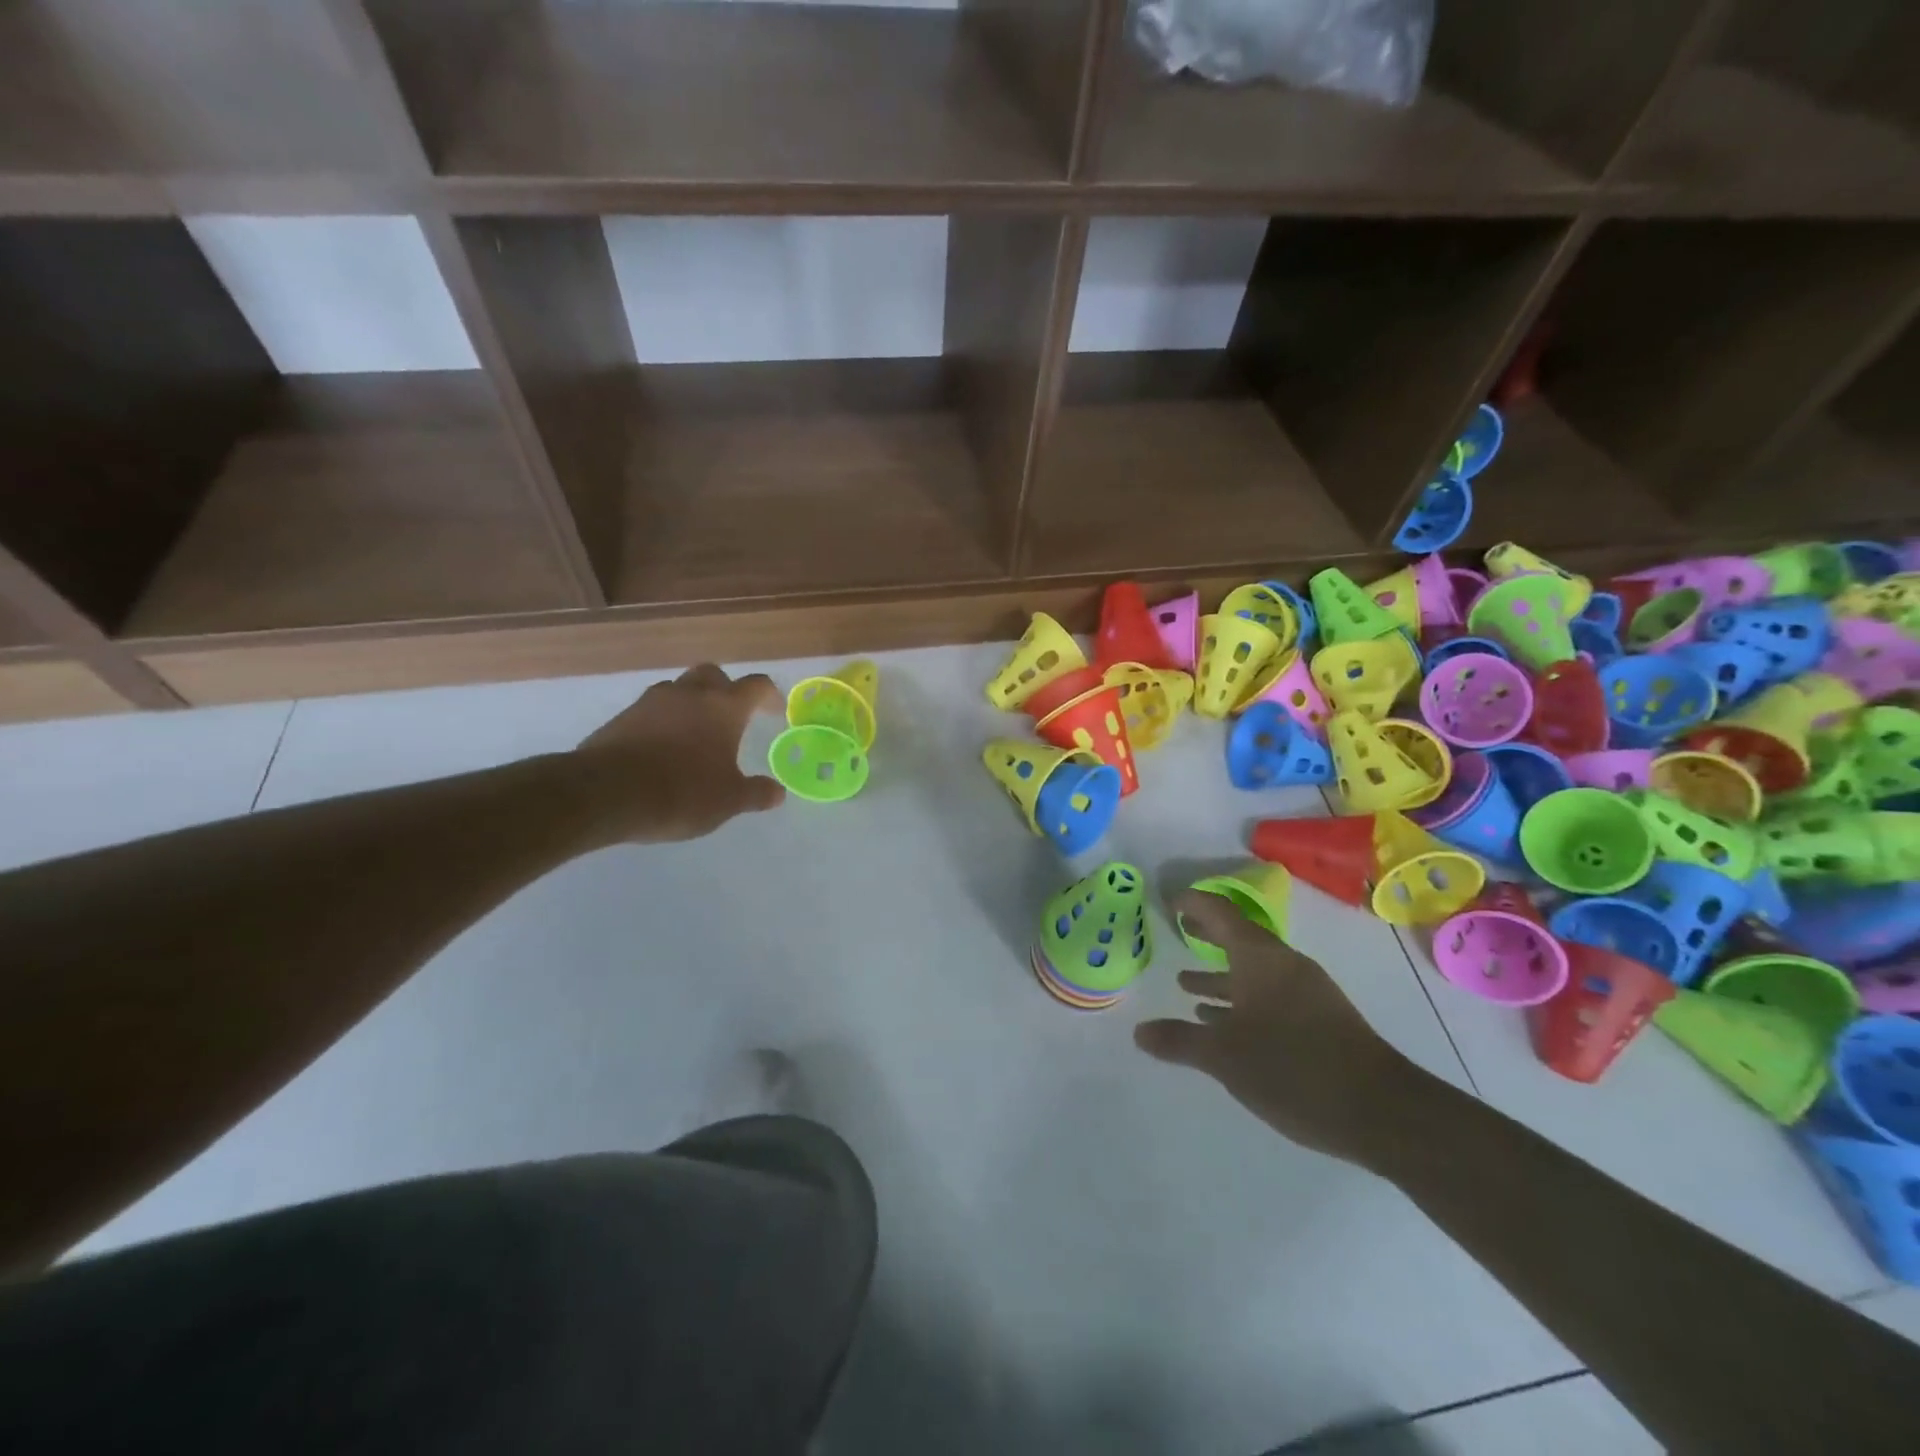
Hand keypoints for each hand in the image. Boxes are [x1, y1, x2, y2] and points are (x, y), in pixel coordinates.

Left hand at [573, 665, 785, 842]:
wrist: (606, 793)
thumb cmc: (682, 793)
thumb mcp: (728, 801)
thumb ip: (755, 793)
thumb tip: (777, 793)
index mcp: (723, 707)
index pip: (756, 686)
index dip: (769, 696)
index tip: (775, 711)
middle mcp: (689, 694)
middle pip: (713, 675)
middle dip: (727, 690)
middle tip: (733, 716)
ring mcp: (651, 702)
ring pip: (679, 689)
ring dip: (692, 702)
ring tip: (696, 732)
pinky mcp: (622, 717)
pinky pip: (652, 710)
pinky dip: (664, 721)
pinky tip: (664, 748)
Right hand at [1135, 889, 1423, 1166]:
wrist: (1382, 1111)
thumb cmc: (1294, 1068)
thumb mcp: (1225, 1057)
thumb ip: (1180, 1041)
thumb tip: (1139, 1031)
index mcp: (1261, 959)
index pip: (1221, 914)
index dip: (1194, 904)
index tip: (1170, 902)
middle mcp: (1284, 966)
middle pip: (1239, 939)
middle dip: (1207, 936)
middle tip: (1178, 931)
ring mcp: (1306, 992)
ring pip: (1254, 972)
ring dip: (1222, 976)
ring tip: (1187, 984)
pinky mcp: (1320, 1020)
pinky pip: (1270, 995)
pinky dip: (1242, 1000)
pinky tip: (1224, 1023)